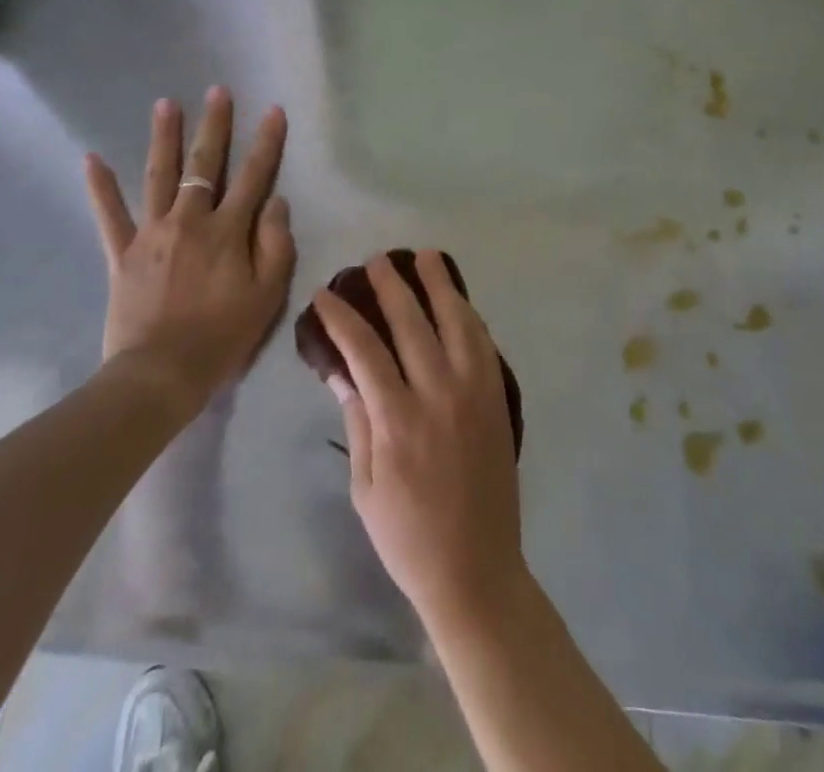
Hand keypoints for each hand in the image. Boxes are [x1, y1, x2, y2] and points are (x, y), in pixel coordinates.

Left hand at [83, 88, 295, 405]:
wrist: (160, 374)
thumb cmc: (223, 336)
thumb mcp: (268, 295)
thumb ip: (276, 244)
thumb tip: (276, 202)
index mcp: (228, 231)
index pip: (254, 176)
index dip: (266, 142)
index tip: (273, 110)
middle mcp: (190, 220)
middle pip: (205, 164)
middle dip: (214, 125)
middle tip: (216, 91)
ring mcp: (152, 234)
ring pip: (159, 176)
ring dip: (164, 138)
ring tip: (166, 104)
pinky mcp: (122, 254)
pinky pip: (109, 215)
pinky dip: (100, 187)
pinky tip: (91, 158)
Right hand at [314, 253, 527, 630]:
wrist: (475, 568)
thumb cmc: (407, 536)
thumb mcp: (365, 486)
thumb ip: (358, 420)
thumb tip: (341, 370)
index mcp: (398, 420)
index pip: (365, 350)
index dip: (343, 318)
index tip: (326, 294)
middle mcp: (438, 394)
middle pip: (412, 323)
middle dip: (391, 286)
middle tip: (376, 260)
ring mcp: (474, 393)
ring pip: (457, 322)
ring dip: (440, 285)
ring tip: (426, 255)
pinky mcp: (496, 398)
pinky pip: (483, 344)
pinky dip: (468, 315)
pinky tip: (458, 301)